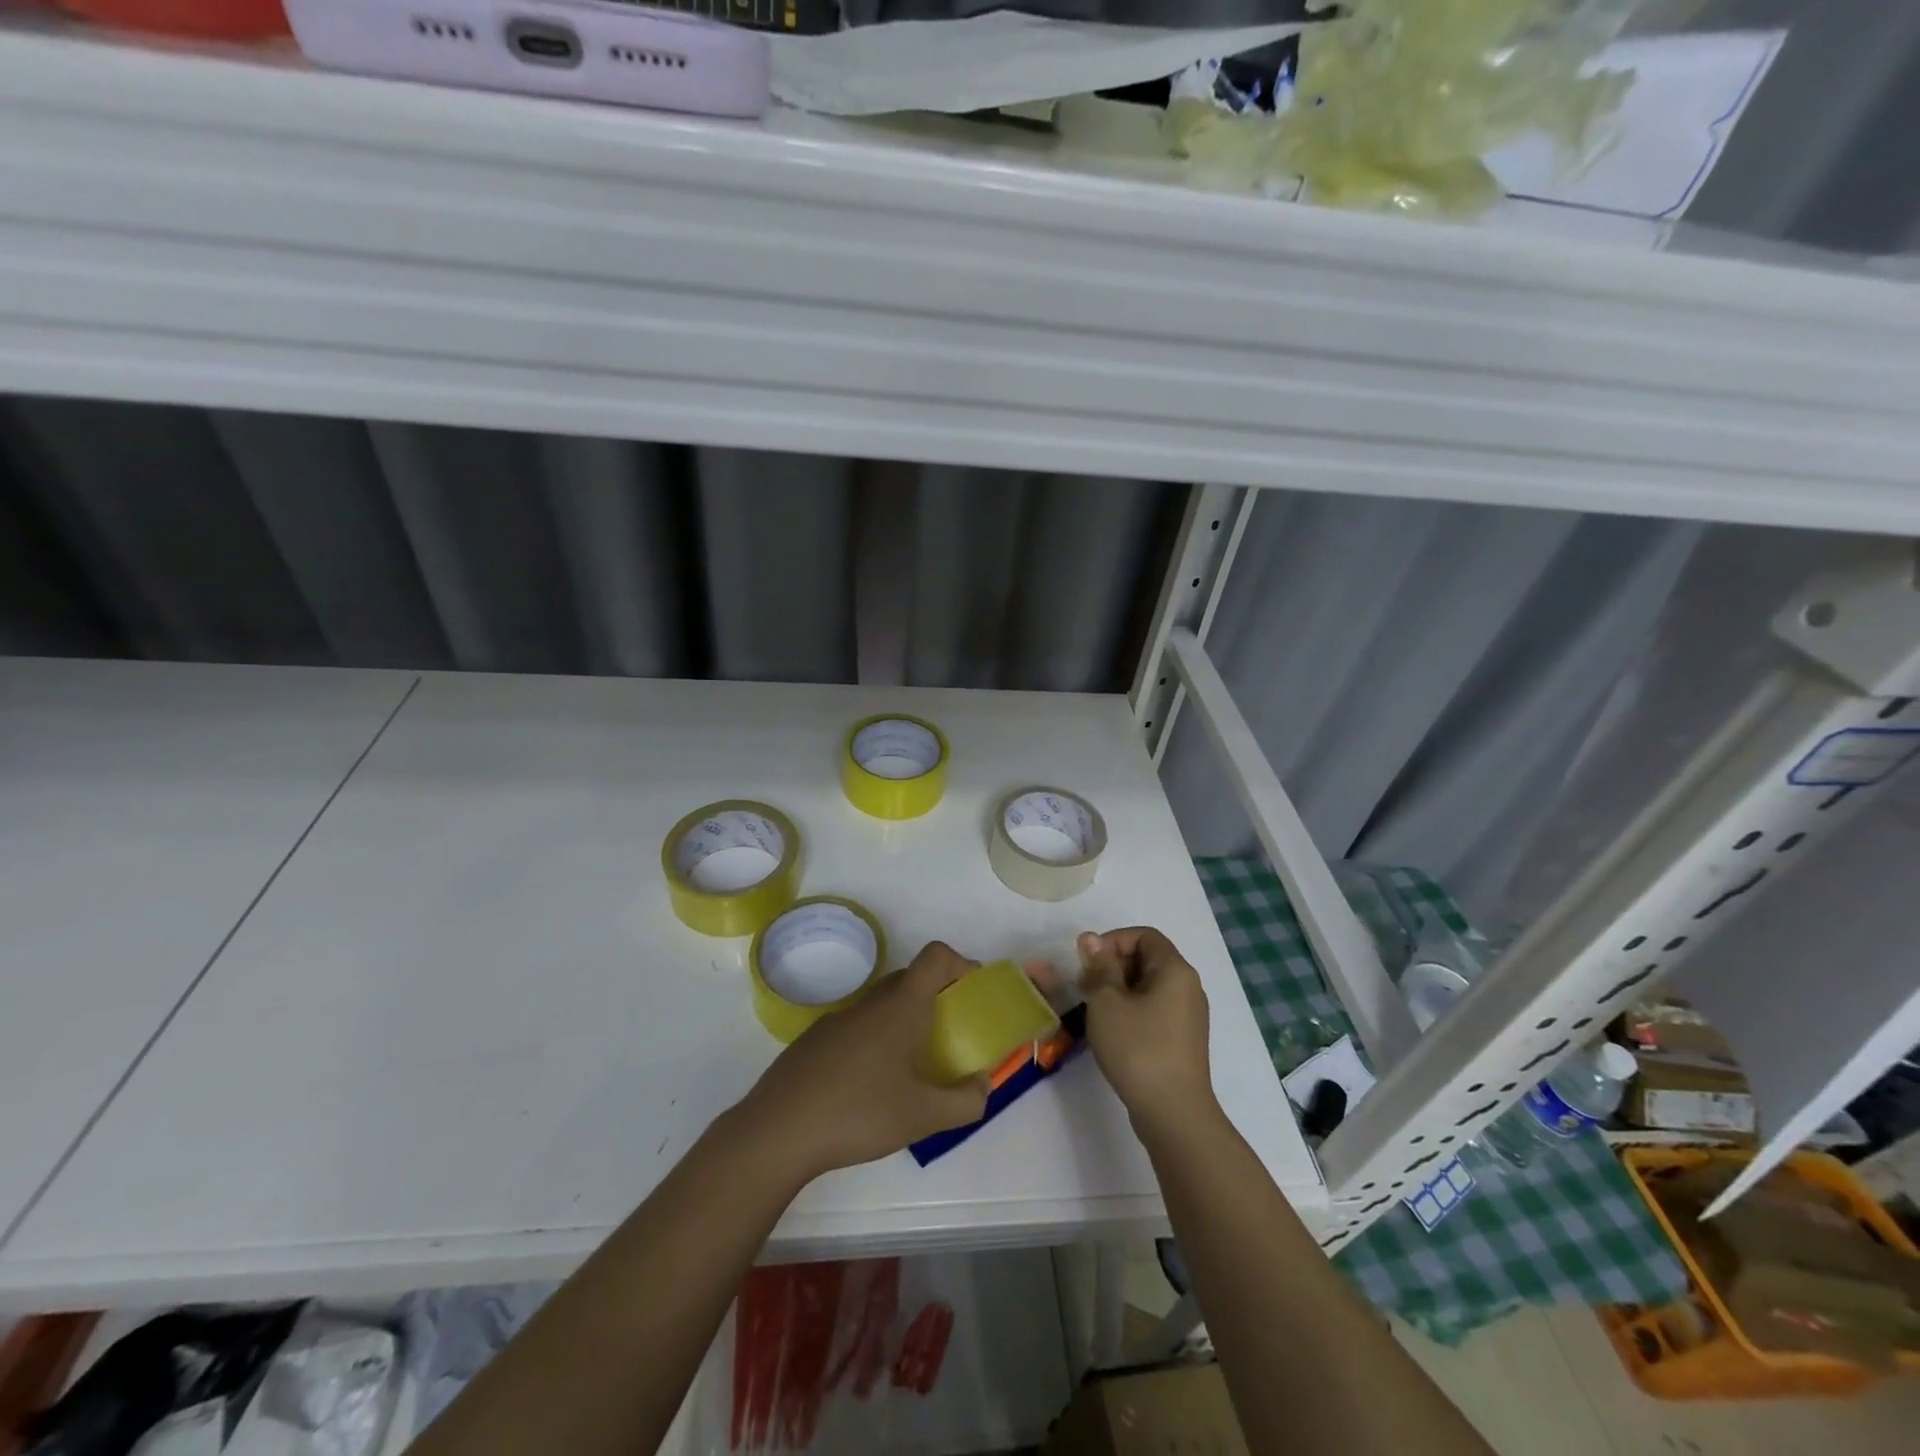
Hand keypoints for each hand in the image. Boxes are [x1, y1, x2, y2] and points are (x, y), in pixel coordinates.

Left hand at [732, 941, 990, 1183]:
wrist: (776, 1131)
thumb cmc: (858, 1114)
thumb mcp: (923, 1116)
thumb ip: (965, 1101)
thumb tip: (984, 1085)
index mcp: (901, 1007)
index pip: (936, 957)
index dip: (961, 964)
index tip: (972, 994)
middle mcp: (871, 1002)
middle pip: (911, 978)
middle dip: (936, 997)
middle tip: (950, 1035)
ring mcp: (838, 1019)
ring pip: (882, 1004)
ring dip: (904, 1021)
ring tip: (911, 1067)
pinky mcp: (814, 1040)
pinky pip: (857, 1026)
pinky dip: (874, 1040)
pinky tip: (868, 1085)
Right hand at [1078, 927, 1216, 1132]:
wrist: (1173, 1113)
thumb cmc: (1138, 1048)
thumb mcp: (1107, 1002)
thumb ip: (1099, 966)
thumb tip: (1091, 939)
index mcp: (1175, 970)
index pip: (1144, 935)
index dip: (1112, 941)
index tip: (1088, 963)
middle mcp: (1188, 987)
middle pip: (1147, 959)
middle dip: (1112, 965)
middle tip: (1085, 987)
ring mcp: (1188, 1015)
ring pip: (1149, 986)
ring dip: (1118, 990)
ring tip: (1094, 1011)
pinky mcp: (1183, 1040)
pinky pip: (1155, 1009)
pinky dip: (1131, 1010)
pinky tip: (1113, 1031)